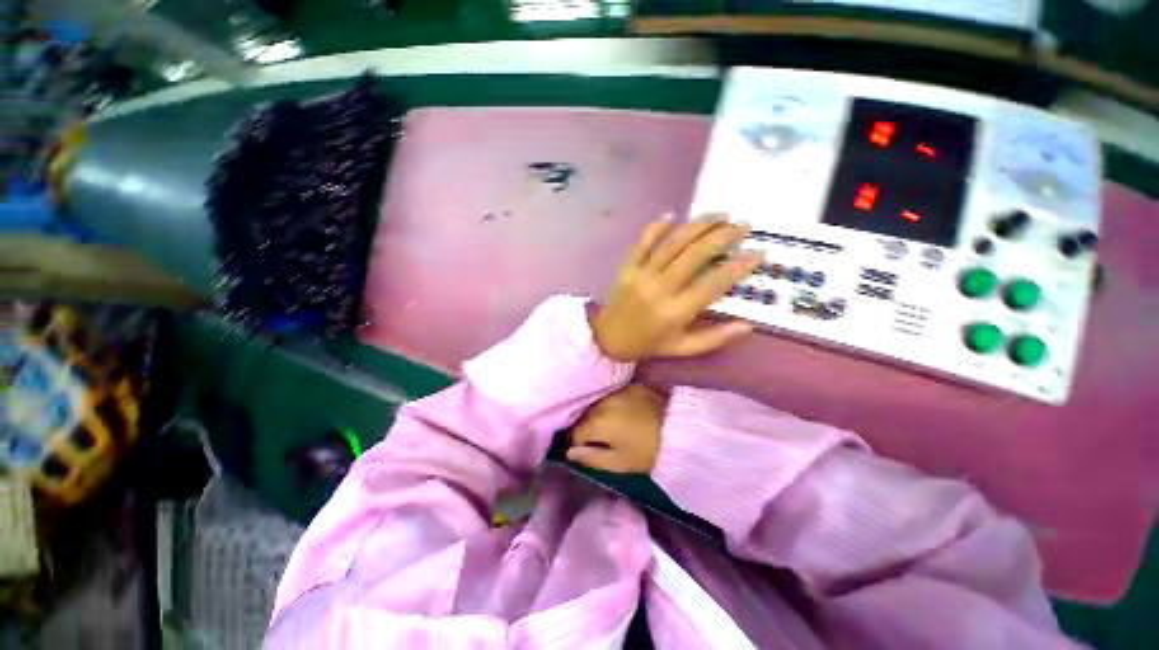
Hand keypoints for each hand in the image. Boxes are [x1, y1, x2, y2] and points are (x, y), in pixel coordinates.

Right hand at [567, 384, 666, 473]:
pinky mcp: (630, 385)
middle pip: (584, 415)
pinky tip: (620, 412)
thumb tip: (569, 452)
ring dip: (598, 413)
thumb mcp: (619, 463)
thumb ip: (591, 458)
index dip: (579, 444)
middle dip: (587, 427)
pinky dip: (611, 404)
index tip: (588, 451)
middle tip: (599, 439)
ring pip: (597, 404)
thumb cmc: (647, 451)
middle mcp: (602, 402)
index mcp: (596, 421)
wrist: (680, 429)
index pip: (575, 432)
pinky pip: (612, 395)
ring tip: (610, 425)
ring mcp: (616, 390)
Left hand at [592, 214, 762, 361]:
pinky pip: (641, 242)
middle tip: (742, 226)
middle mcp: (659, 289)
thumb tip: (748, 325)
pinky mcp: (626, 267)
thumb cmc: (649, 344)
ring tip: (720, 215)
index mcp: (675, 312)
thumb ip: (714, 338)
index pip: (712, 284)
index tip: (758, 252)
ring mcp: (640, 275)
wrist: (609, 338)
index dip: (738, 267)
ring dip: (698, 226)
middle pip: (694, 256)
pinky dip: (656, 227)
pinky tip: (672, 214)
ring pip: (672, 244)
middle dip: (722, 237)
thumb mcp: (683, 348)